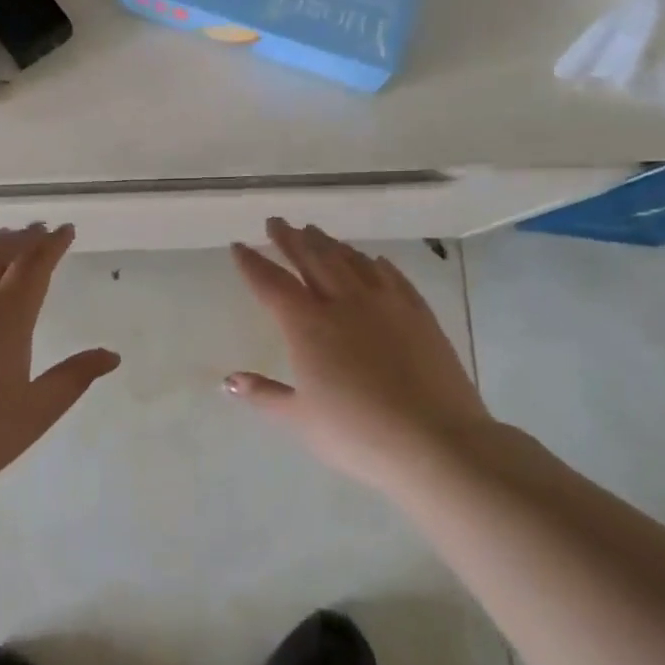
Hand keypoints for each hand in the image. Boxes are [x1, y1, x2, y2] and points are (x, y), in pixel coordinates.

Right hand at [227, 220, 495, 494]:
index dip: (252, 264)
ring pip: (351, 262)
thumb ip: (264, 394)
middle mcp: (343, 303)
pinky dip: (376, 264)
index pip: (272, 284)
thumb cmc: (357, 434)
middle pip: (312, 260)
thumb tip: (228, 381)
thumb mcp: (300, 419)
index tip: (239, 245)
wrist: (435, 442)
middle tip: (277, 222)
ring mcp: (385, 304)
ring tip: (315, 232)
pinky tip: (373, 260)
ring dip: (329, 244)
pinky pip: (392, 277)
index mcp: (307, 326)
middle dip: (290, 239)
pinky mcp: (418, 314)